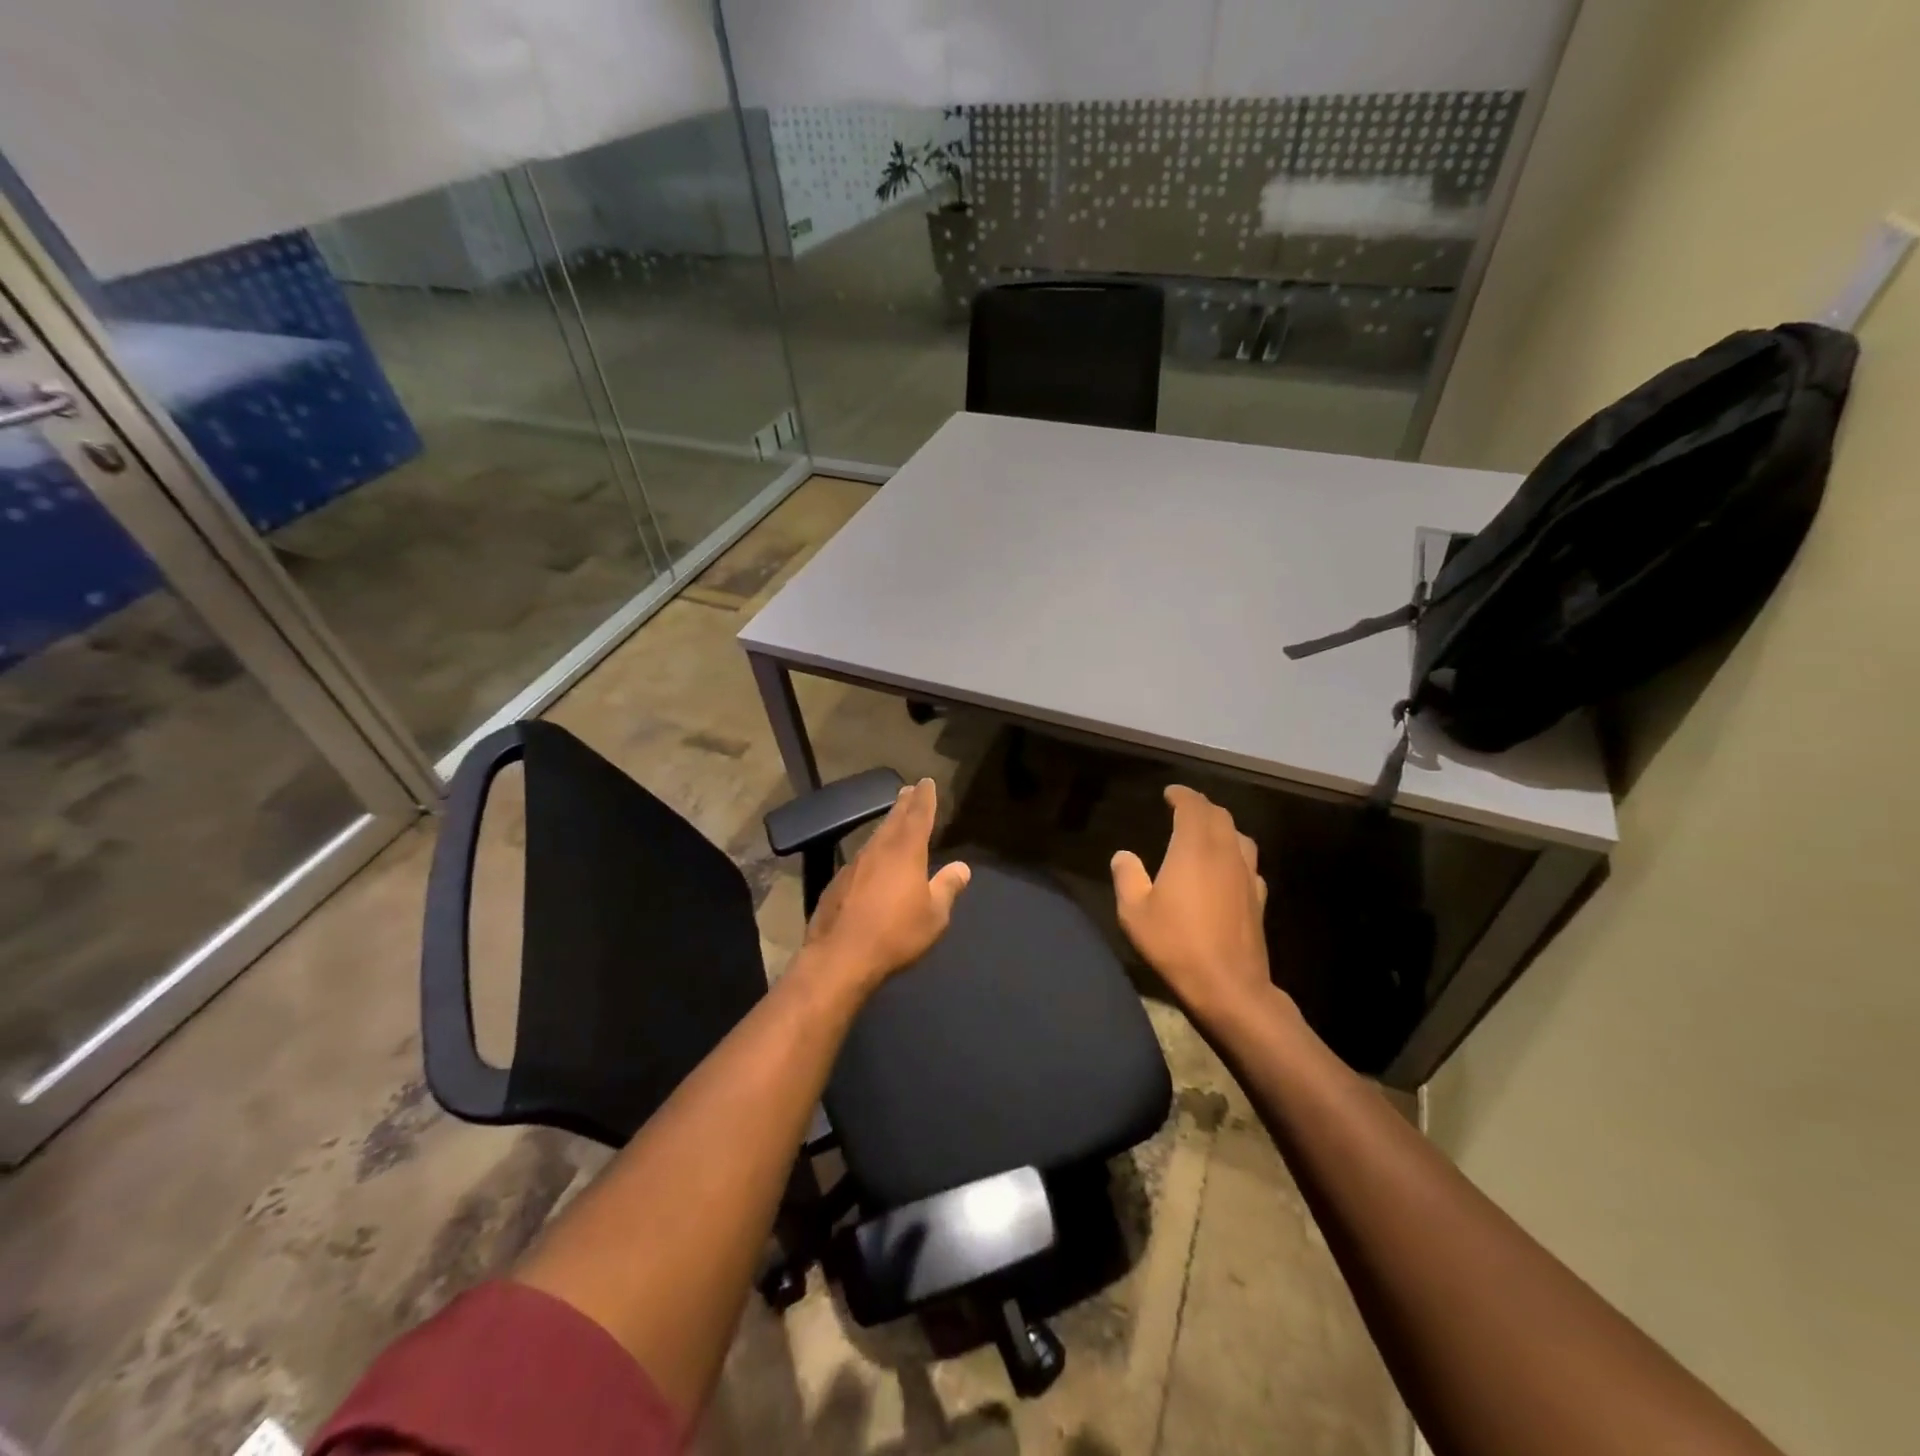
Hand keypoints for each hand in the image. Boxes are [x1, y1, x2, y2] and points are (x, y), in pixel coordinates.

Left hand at [804, 778, 970, 991]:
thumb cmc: (896, 934)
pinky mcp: (837, 883)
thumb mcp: (934, 915)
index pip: (918, 816)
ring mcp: (854, 865)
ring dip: (886, 826)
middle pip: (893, 820)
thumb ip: (947, 887)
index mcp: (906, 852)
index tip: (927, 782)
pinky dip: (872, 852)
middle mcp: (878, 850)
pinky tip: (872, 861)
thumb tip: (962, 867)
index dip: (925, 798)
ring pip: (875, 837)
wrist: (840, 956)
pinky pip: (861, 859)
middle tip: (908, 790)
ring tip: (894, 819)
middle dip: (903, 804)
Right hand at [1111, 785, 1276, 1026]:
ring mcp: (1247, 876)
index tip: (1170, 793)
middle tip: (1184, 807)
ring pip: (1239, 837)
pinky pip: (1249, 863)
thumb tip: (1124, 855)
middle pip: (1220, 816)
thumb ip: (1127, 877)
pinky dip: (1235, 854)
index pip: (1193, 806)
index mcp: (1194, 848)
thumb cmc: (1176, 944)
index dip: (1182, 795)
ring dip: (1222, 827)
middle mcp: (1225, 853)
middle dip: (1202, 806)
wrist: (1229, 987)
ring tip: (1206, 832)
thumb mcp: (1134, 912)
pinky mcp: (1259, 899)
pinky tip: (1227, 869)